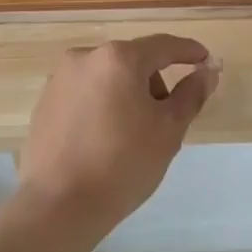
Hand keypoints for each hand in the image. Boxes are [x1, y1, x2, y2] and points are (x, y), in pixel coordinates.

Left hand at [16, 35, 218, 239]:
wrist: (58, 205)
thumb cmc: (123, 163)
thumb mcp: (168, 129)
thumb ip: (191, 94)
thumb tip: (207, 71)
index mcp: (118, 58)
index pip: (163, 46)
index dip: (189, 52)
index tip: (206, 60)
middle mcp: (84, 57)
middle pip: (133, 61)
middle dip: (155, 82)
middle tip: (167, 118)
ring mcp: (59, 79)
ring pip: (108, 77)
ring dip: (127, 94)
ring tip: (133, 135)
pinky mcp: (44, 103)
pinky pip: (85, 94)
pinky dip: (102, 106)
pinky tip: (105, 140)